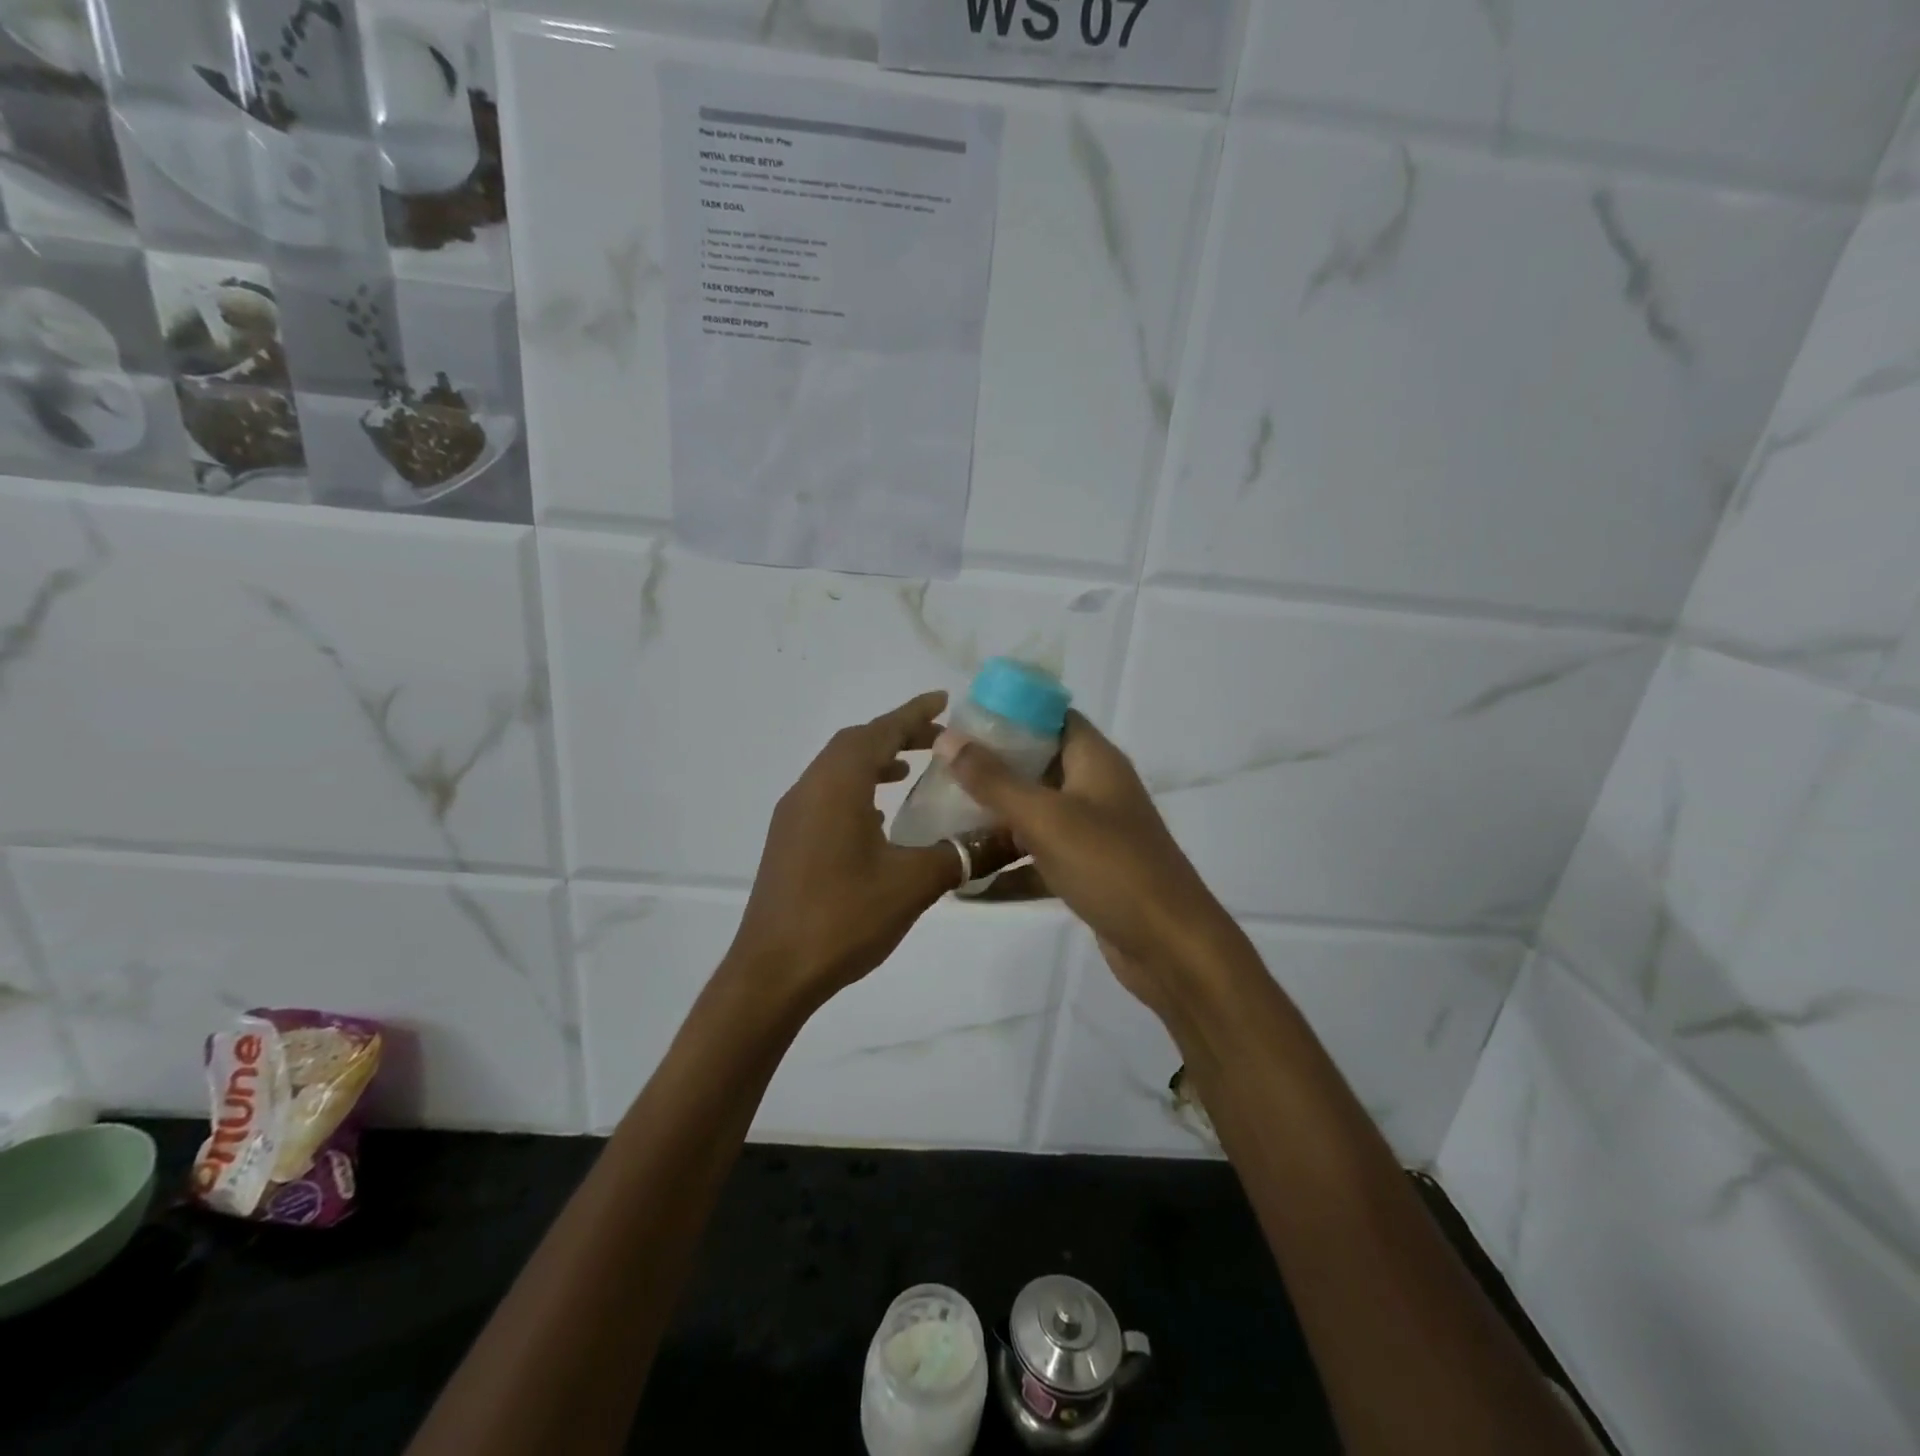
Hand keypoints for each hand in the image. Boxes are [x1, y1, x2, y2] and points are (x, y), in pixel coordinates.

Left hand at [727, 692, 1019, 1007]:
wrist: (772, 973)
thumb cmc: (843, 918)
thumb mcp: (913, 884)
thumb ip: (963, 854)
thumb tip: (1011, 835)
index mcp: (837, 786)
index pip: (879, 733)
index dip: (913, 714)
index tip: (944, 700)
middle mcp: (809, 789)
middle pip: (855, 744)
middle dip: (896, 734)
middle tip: (937, 740)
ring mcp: (793, 816)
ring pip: (837, 770)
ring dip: (874, 761)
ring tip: (911, 771)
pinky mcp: (788, 842)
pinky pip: (826, 795)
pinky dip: (857, 789)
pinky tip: (879, 818)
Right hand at [932, 712, 1237, 1013]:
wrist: (1171, 947)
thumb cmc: (1110, 867)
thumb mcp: (1045, 818)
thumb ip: (994, 780)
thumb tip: (947, 738)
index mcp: (1095, 761)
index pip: (1052, 717)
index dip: (1009, 714)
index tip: (963, 723)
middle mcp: (1096, 789)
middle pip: (1038, 766)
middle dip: (991, 770)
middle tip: (940, 774)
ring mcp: (1093, 833)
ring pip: (1036, 815)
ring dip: (994, 821)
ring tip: (942, 821)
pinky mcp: (1088, 872)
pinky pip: (1040, 859)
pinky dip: (1009, 868)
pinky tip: (966, 885)